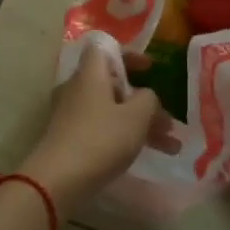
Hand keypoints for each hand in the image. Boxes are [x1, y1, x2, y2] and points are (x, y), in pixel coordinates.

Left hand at [25, 42, 169, 209]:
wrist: (58, 180)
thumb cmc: (101, 139)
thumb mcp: (136, 116)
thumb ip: (149, 99)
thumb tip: (146, 96)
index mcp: (90, 73)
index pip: (106, 49)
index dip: (130, 55)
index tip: (150, 69)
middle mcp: (77, 88)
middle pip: (114, 85)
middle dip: (144, 102)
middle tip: (168, 122)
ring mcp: (71, 114)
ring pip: (112, 111)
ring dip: (141, 125)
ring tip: (170, 148)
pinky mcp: (69, 138)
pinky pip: (102, 129)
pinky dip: (124, 137)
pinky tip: (147, 155)